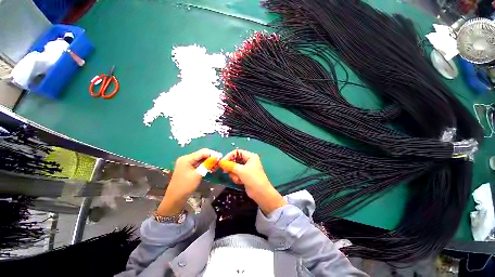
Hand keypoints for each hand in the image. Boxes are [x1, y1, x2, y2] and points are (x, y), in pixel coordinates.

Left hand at [157, 148, 213, 216]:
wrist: (175, 199)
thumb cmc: (186, 186)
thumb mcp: (198, 174)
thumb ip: (207, 164)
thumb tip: (216, 157)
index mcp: (187, 158)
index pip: (202, 152)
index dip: (212, 154)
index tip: (221, 157)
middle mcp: (186, 158)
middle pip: (201, 155)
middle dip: (211, 157)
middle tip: (219, 162)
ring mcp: (187, 163)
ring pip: (201, 159)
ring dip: (209, 162)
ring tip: (216, 166)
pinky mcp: (188, 168)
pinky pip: (199, 164)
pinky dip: (205, 165)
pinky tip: (211, 168)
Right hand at [220, 149, 286, 214]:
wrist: (261, 193)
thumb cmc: (253, 179)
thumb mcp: (241, 171)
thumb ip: (230, 166)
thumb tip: (221, 162)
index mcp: (250, 156)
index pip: (237, 152)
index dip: (229, 156)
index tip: (222, 162)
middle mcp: (248, 160)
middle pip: (235, 160)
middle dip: (231, 167)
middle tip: (226, 171)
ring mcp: (247, 168)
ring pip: (235, 168)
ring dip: (234, 174)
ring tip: (238, 179)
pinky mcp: (245, 175)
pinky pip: (236, 174)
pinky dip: (236, 178)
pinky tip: (240, 182)